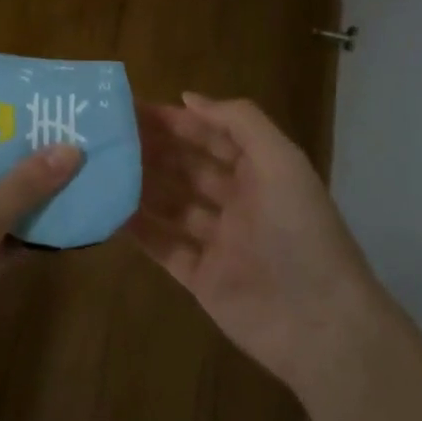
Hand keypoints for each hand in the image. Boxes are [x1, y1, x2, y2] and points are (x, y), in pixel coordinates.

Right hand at [129, 94, 379, 399]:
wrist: (319, 323)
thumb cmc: (299, 230)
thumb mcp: (280, 161)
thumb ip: (239, 121)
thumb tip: (187, 97)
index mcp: (260, 173)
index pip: (212, 137)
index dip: (177, 121)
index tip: (133, 108)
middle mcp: (238, 203)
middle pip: (188, 168)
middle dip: (153, 150)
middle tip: (108, 135)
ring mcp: (218, 242)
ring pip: (172, 205)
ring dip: (141, 185)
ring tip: (102, 167)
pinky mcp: (201, 278)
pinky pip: (164, 247)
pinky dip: (139, 230)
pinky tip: (110, 211)